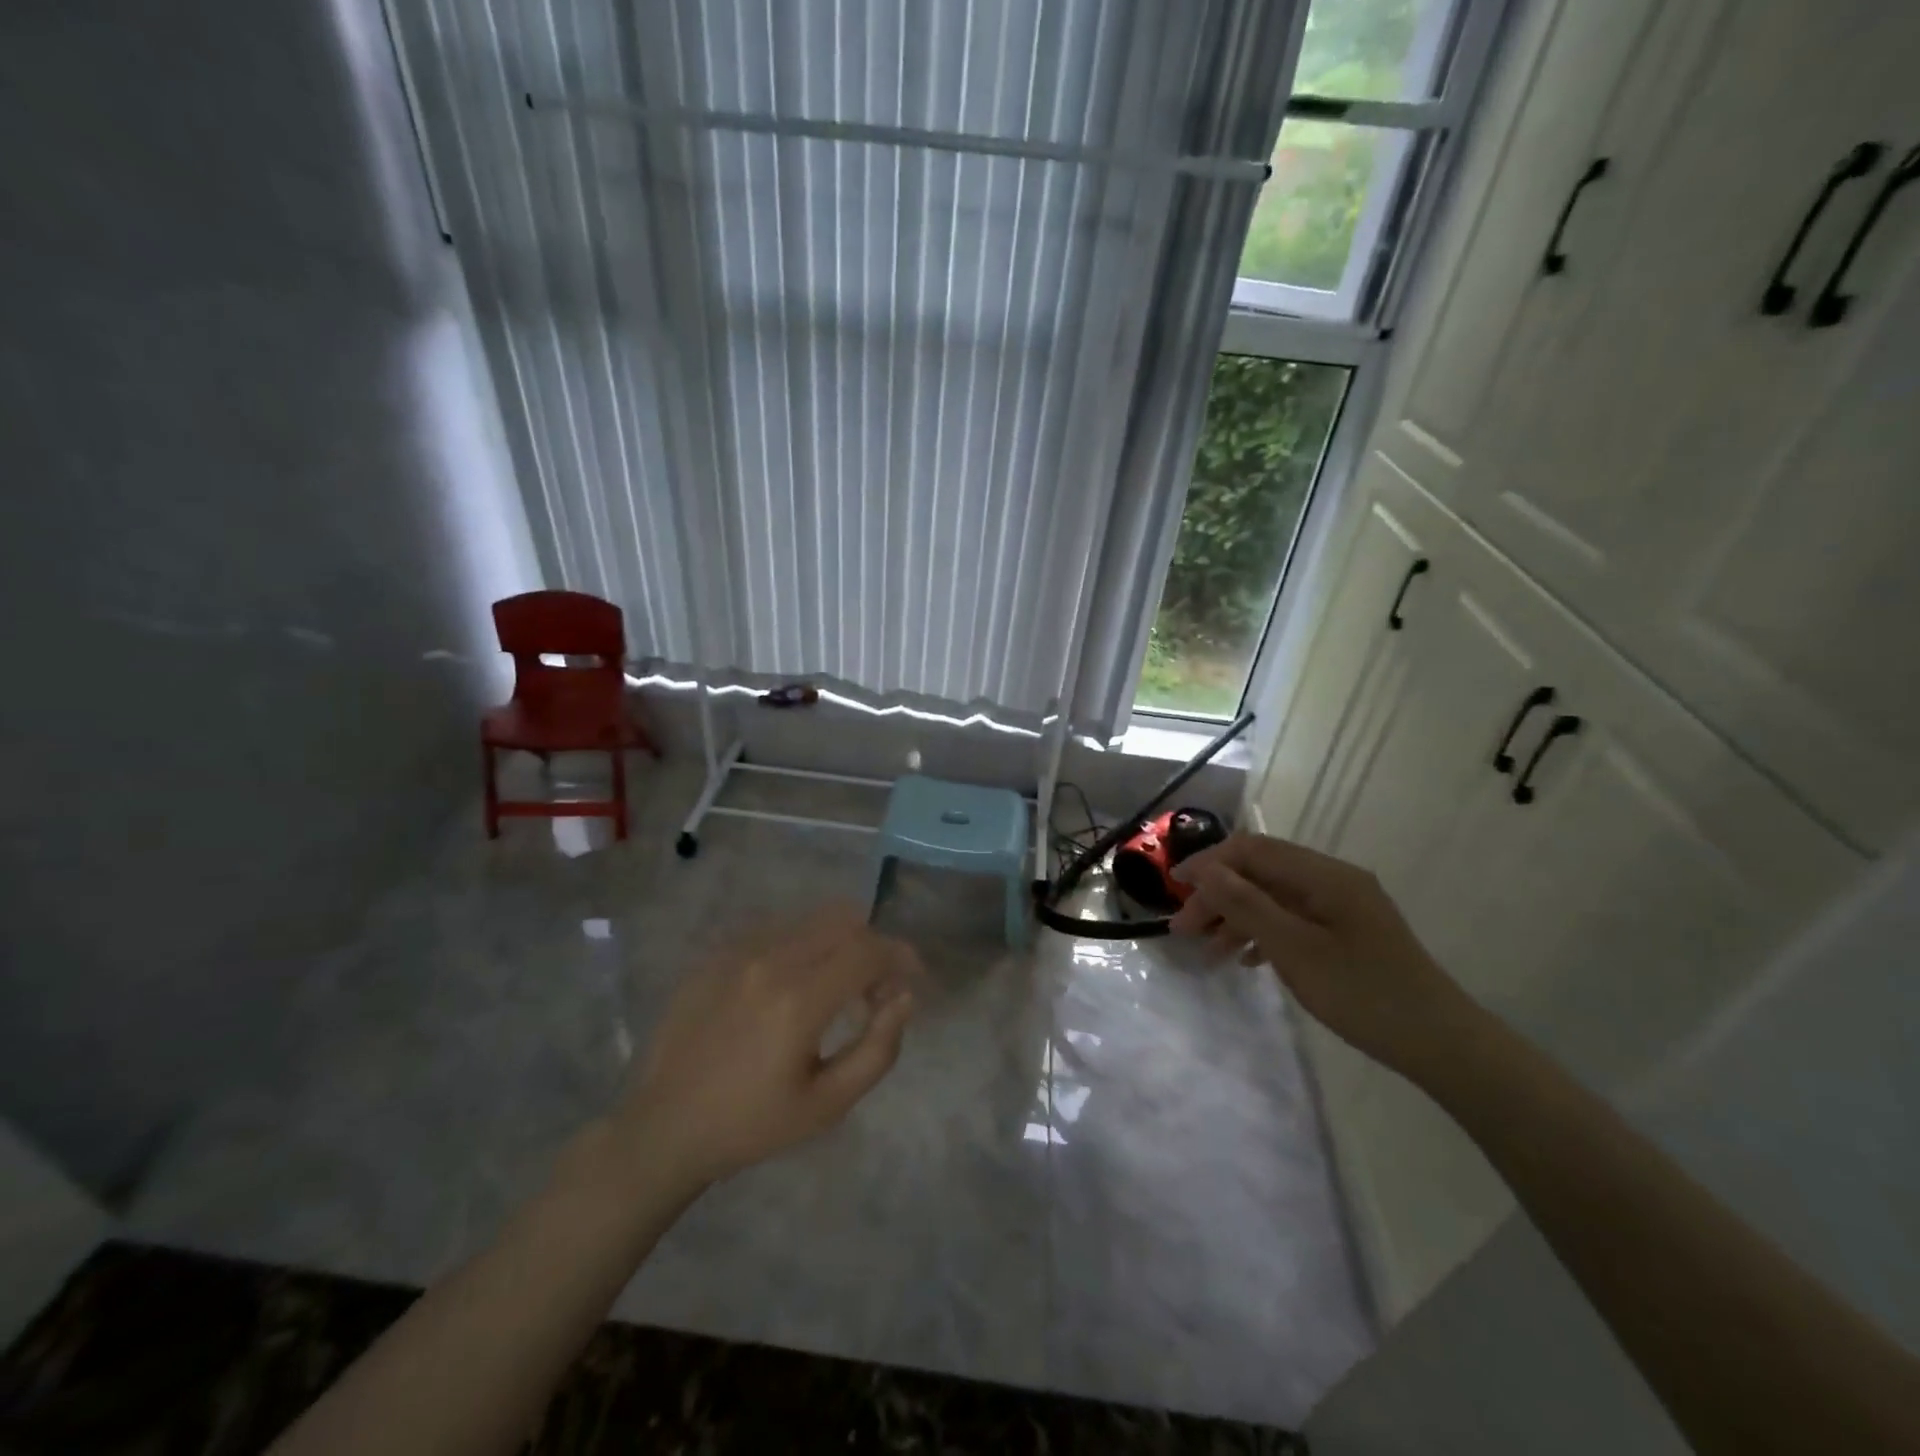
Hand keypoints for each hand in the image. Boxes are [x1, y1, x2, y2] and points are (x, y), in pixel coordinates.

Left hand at [606, 905, 919, 1191]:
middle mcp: (770, 960)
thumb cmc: (752, 1124)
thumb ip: (878, 1048)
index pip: (869, 949)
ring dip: (837, 943)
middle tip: (874, 987)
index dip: (900, 955)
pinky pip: (775, 931)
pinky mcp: (716, 954)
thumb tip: (904, 998)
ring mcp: (738, 951)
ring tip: (834, 988)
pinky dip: (801, 947)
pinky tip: (791, 988)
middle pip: (843, 920)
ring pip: (809, 921)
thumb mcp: (828, 1104)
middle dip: (871, 945)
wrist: (665, 1127)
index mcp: (799, 999)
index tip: (911, 977)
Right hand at [1171, 834, 1480, 1078]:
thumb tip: (1205, 870)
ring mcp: (1342, 906)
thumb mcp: (1295, 949)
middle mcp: (1332, 880)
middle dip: (1218, 895)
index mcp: (1323, 875)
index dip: (1208, 863)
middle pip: (1260, 872)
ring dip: (1236, 916)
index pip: (1252, 849)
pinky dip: (1263, 932)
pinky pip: (1293, 919)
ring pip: (1273, 897)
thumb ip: (1246, 905)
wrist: (1441, 1044)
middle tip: (1185, 931)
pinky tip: (1246, 960)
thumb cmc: (1363, 993)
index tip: (1174, 888)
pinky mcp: (1347, 932)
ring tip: (1208, 951)